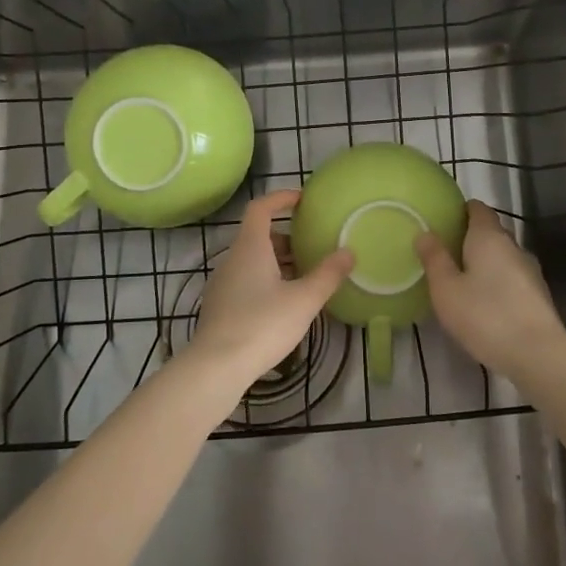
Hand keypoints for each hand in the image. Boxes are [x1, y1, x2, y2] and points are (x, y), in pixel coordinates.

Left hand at [190, 190, 353, 386]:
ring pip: (252, 261)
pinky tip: (284, 304)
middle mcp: (232, 260)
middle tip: (313, 246)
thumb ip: (328, 274)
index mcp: (250, 248)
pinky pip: (246, 281)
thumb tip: (348, 252)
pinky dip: (266, 281)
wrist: (216, 367)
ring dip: (278, 262)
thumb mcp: (304, 300)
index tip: (302, 200)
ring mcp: (223, 284)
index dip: (281, 198)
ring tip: (305, 277)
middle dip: (286, 237)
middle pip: (258, 236)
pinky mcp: (220, 307)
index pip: (261, 208)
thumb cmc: (262, 324)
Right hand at [416, 200, 565, 378]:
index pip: (478, 209)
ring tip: (462, 279)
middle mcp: (513, 246)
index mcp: (489, 237)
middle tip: (445, 252)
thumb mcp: (446, 289)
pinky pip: (512, 278)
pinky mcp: (538, 295)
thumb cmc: (485, 315)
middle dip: (470, 238)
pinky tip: (485, 302)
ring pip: (503, 256)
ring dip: (485, 263)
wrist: (537, 354)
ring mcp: (530, 270)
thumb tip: (425, 233)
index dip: (461, 210)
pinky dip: (497, 282)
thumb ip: (434, 259)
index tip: (444, 220)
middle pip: (491, 232)